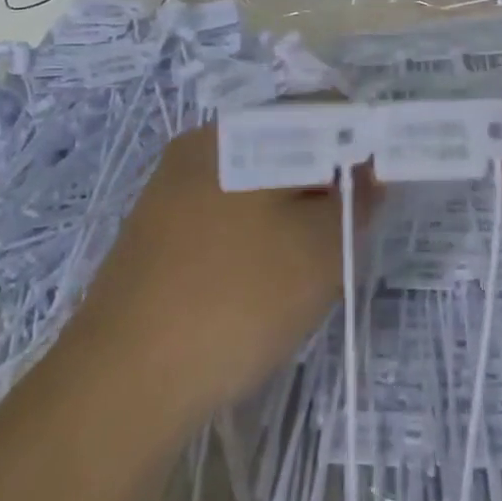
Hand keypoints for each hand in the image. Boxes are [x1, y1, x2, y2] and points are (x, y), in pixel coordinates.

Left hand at [67, 126, 365, 430]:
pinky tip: (262, 283)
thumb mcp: (319, 249)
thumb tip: (366, 174)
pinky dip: (259, 236)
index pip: (320, 113)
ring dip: (295, 212)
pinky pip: (226, 216)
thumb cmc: (235, 301)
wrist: (120, 387)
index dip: (362, 143)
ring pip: (257, 185)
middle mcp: (199, 149)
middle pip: (287, 145)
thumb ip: (355, 202)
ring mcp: (171, 192)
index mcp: (237, 134)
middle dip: (327, 182)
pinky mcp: (158, 235)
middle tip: (346, 234)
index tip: (381, 188)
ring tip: (308, 266)